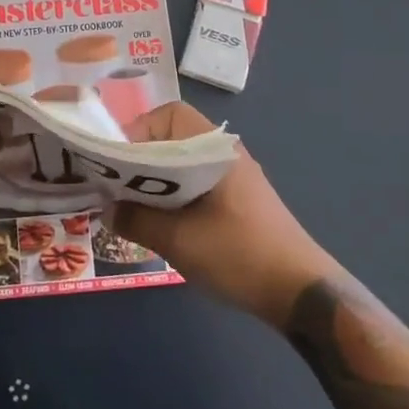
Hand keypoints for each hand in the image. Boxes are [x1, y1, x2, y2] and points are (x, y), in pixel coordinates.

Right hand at [105, 101, 334, 327]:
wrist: (301, 293)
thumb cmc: (239, 255)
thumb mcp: (178, 240)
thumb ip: (136, 220)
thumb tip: (107, 209)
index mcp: (214, 150)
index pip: (169, 115)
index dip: (137, 131)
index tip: (116, 163)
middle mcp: (224, 154)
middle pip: (172, 137)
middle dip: (140, 158)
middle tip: (116, 186)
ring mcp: (234, 177)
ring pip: (182, 163)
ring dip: (156, 180)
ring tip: (133, 206)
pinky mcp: (238, 200)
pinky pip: (195, 183)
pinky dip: (173, 194)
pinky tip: (163, 224)